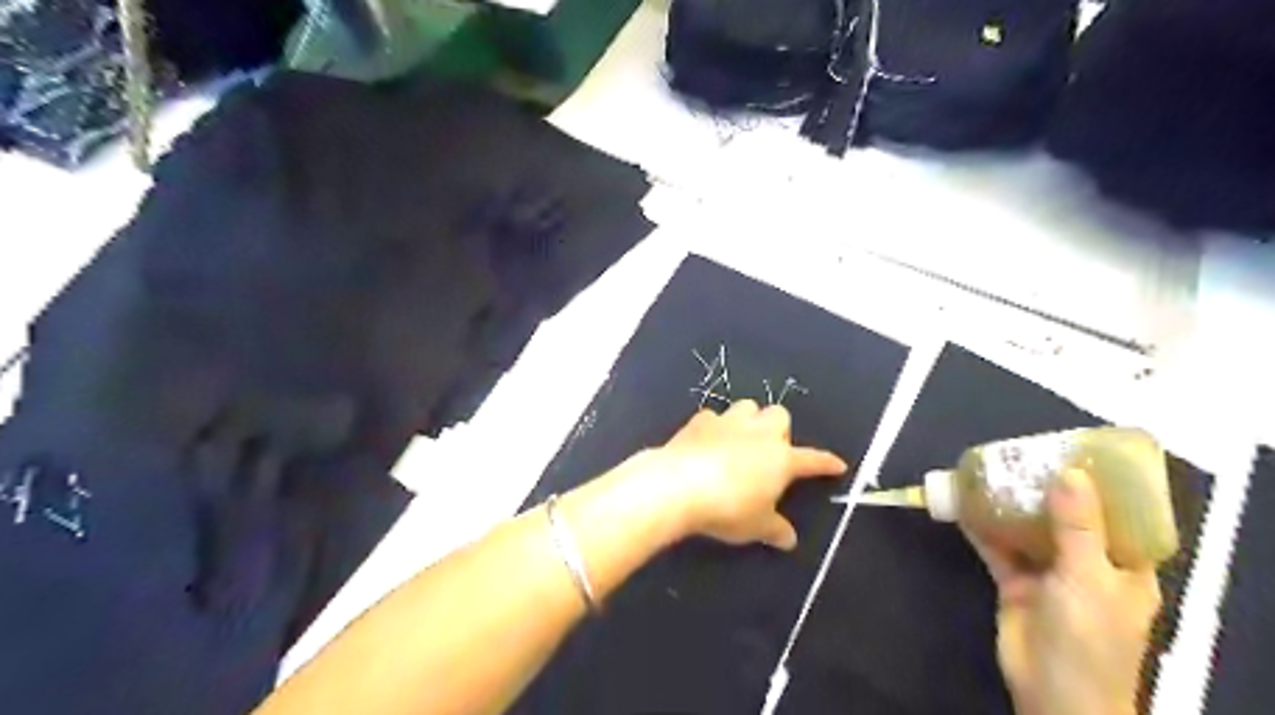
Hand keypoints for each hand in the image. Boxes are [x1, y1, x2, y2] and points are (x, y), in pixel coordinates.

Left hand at [648, 403, 842, 552]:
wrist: (680, 485)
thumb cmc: (728, 508)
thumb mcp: (755, 526)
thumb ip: (775, 530)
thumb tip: (790, 540)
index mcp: (781, 459)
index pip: (811, 459)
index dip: (825, 463)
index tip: (837, 464)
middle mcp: (758, 433)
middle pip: (779, 414)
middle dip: (778, 428)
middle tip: (768, 451)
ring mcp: (728, 422)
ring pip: (747, 406)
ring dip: (748, 419)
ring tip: (738, 439)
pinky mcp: (699, 421)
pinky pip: (713, 416)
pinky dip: (714, 426)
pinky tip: (707, 441)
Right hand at [967, 470, 1162, 714]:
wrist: (1051, 692)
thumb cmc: (1090, 638)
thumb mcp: (1089, 578)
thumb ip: (1077, 526)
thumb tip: (1069, 472)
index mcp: (1123, 565)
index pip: (1118, 516)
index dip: (1100, 485)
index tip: (1075, 452)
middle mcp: (1087, 564)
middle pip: (1066, 517)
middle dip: (1045, 489)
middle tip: (1023, 455)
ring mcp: (1048, 573)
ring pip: (1028, 530)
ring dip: (1010, 505)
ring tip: (991, 471)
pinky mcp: (1014, 582)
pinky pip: (997, 547)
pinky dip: (982, 528)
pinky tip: (965, 504)